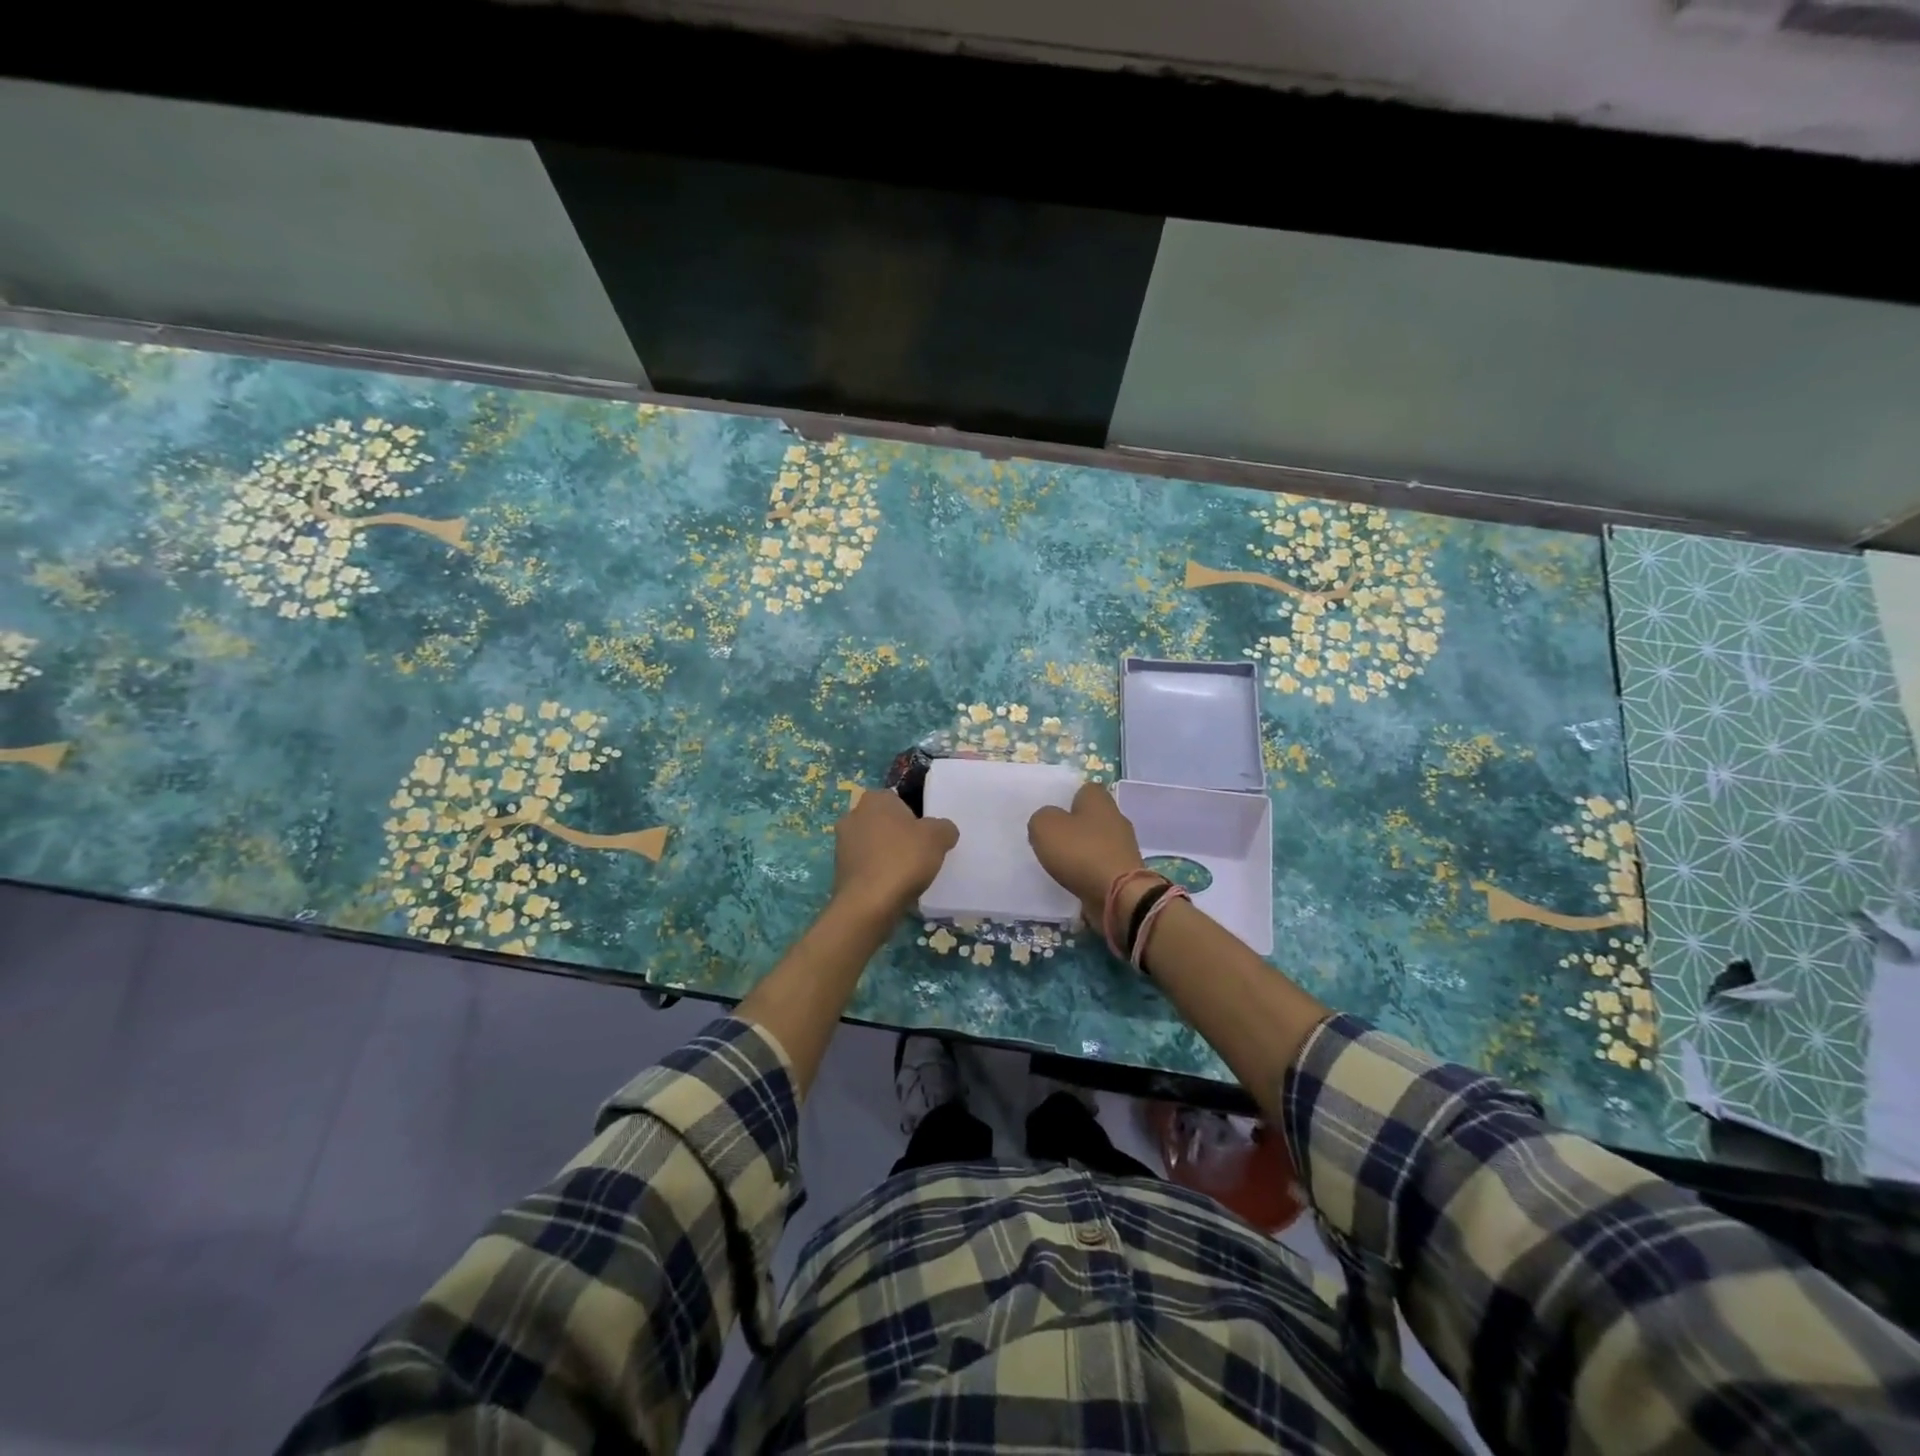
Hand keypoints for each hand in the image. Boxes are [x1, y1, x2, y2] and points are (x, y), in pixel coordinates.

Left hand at [832, 789, 959, 919]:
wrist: (868, 904)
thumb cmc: (903, 860)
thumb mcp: (938, 837)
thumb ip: (944, 827)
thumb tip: (943, 831)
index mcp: (874, 799)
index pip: (899, 799)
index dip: (916, 816)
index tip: (927, 835)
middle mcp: (853, 815)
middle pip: (885, 822)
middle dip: (900, 835)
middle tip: (920, 853)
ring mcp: (842, 843)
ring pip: (874, 844)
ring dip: (888, 855)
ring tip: (908, 874)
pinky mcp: (839, 870)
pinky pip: (866, 865)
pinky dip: (878, 873)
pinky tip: (892, 887)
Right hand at [1027, 782, 1148, 925]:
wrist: (1118, 895)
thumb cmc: (1081, 852)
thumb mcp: (1045, 827)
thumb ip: (1041, 818)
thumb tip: (1047, 822)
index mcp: (1099, 800)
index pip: (1085, 789)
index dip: (1068, 799)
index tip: (1052, 815)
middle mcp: (1116, 819)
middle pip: (1092, 816)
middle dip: (1074, 827)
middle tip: (1052, 840)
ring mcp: (1124, 847)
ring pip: (1097, 842)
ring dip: (1082, 851)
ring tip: (1059, 863)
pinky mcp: (1126, 872)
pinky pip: (1102, 866)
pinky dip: (1089, 872)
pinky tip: (1074, 880)